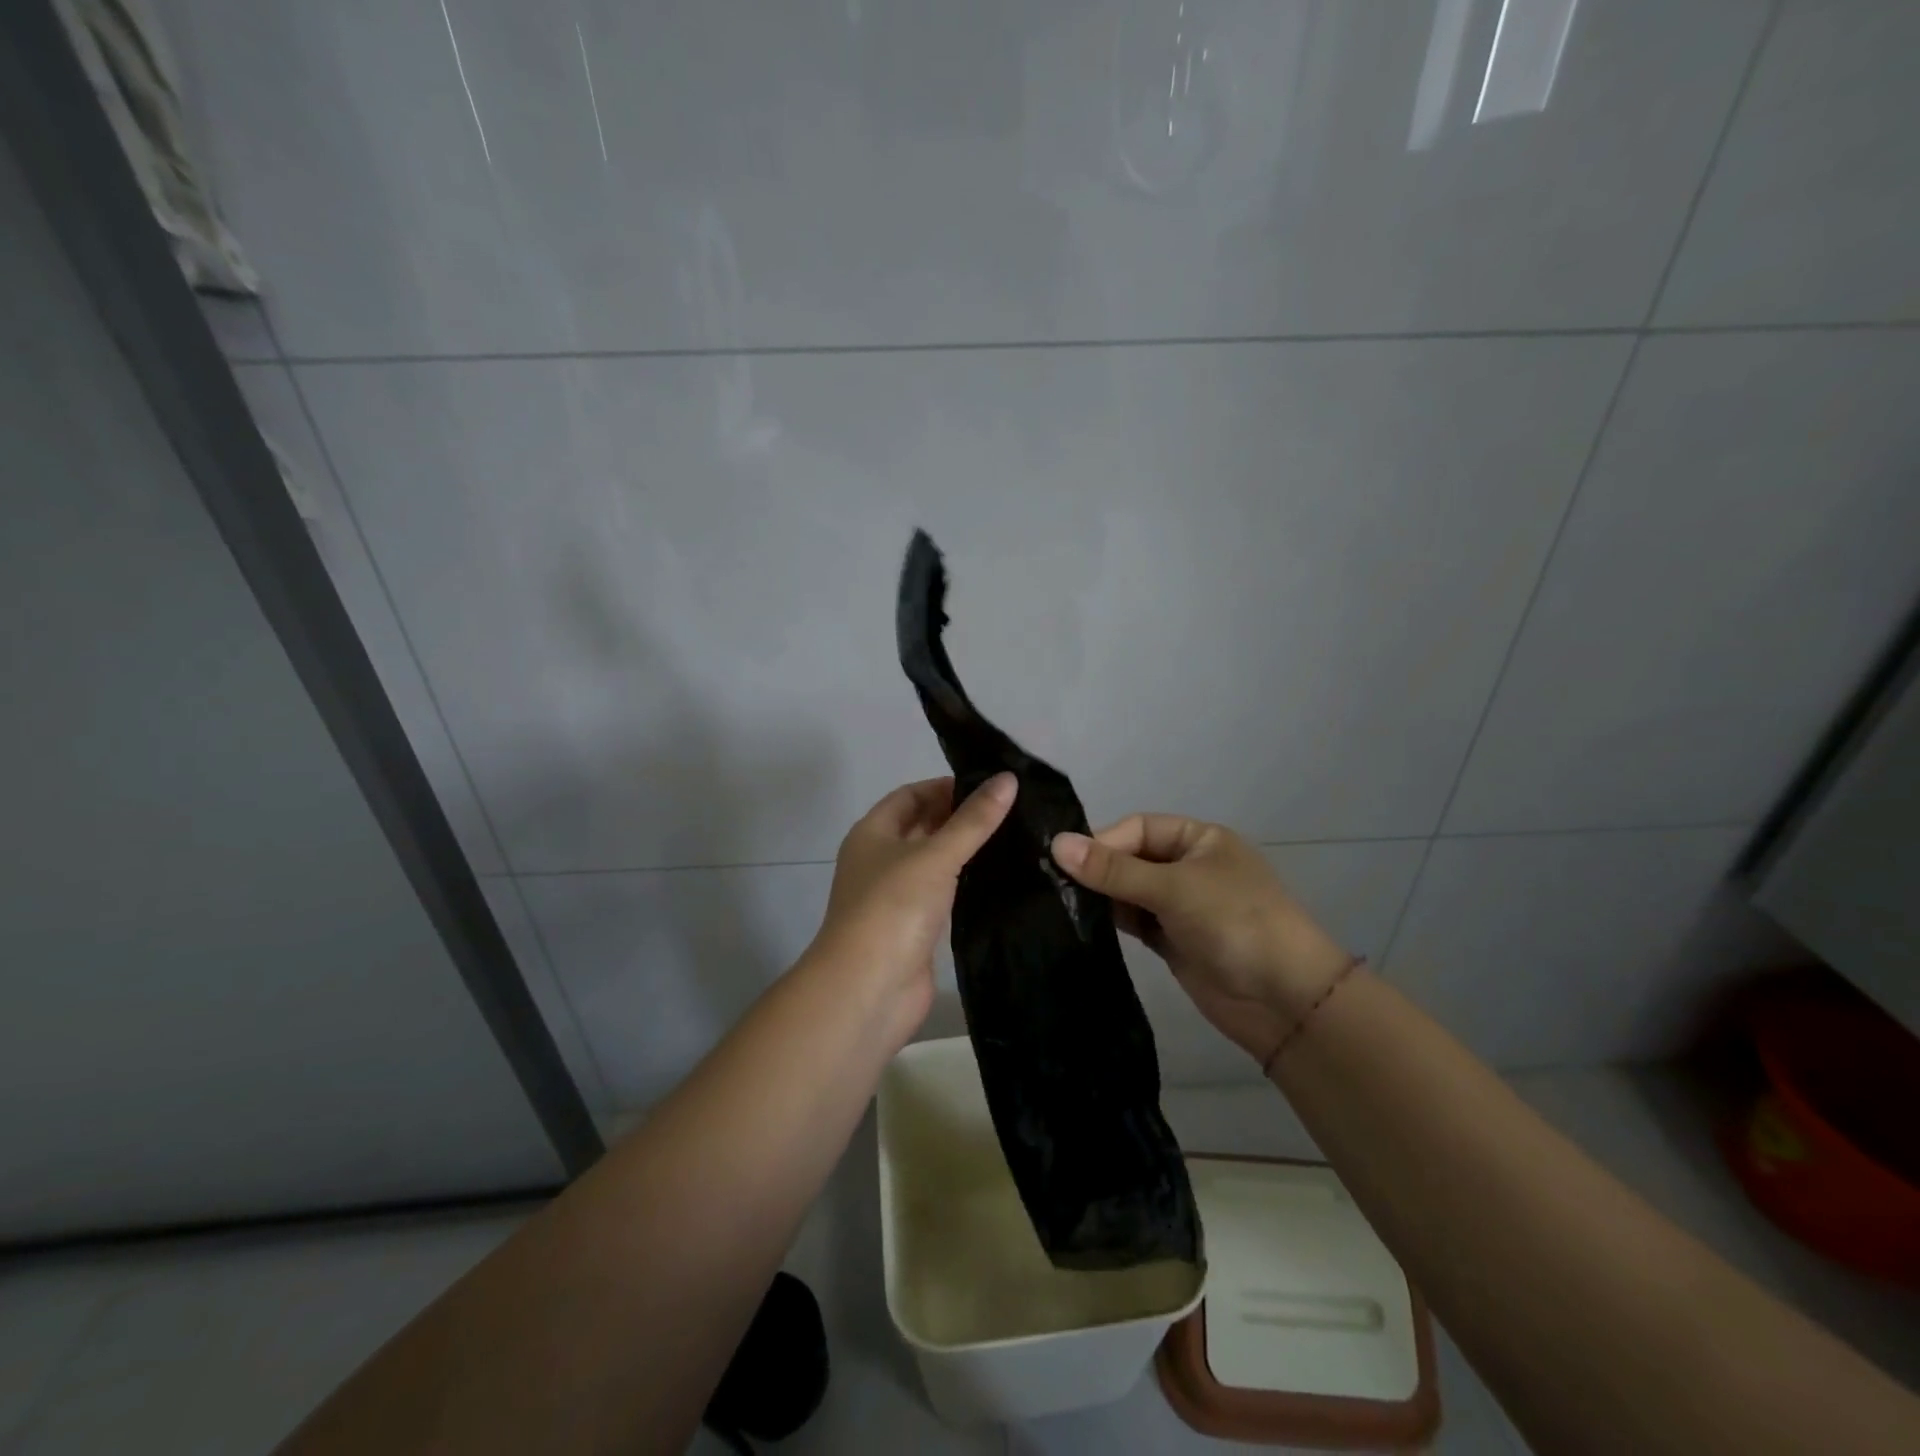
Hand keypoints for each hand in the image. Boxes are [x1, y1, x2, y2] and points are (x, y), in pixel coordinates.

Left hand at [806, 773, 1016, 1045]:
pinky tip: (1000, 877)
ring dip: (965, 851)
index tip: (990, 785)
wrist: (868, 989)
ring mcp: (896, 897)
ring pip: (934, 862)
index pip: (910, 795)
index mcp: (873, 833)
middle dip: (959, 817)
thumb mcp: (935, 855)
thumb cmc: (894, 908)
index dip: (945, 786)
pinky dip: (966, 883)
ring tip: (1014, 837)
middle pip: (922, 827)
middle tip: (1011, 809)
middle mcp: (880, 860)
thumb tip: (1008, 778)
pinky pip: (943, 894)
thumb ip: (973, 820)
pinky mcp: (914, 928)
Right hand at [1051, 815, 1351, 1066]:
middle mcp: (1188, 867)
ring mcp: (1181, 906)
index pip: (1138, 828)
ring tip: (1058, 904)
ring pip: (1129, 892)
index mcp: (1199, 840)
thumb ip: (1115, 869)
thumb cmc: (1236, 923)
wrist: (1286, 1000)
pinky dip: (1111, 922)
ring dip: (1101, 897)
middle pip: (1131, 858)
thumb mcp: (1175, 888)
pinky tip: (1081, 925)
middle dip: (1098, 870)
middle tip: (1051, 884)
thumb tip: (1056, 844)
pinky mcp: (1173, 941)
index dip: (1102, 842)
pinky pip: (1134, 921)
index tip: (1063, 861)